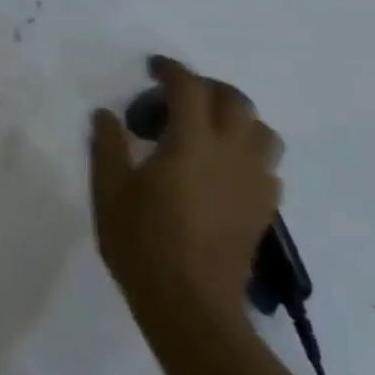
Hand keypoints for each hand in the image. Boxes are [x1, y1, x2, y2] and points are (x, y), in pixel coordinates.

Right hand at [90, 56, 282, 305]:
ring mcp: (254, 181)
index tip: (153, 68)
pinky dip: (248, 153)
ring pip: (261, 129)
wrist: (192, 306)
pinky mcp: (265, 208)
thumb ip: (108, 146)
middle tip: (178, 99)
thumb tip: (106, 114)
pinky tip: (224, 171)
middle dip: (206, 88)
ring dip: (235, 118)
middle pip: (234, 99)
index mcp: (191, 142)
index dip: (171, 70)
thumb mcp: (110, 193)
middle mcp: (231, 152)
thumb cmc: (144, 245)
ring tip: (208, 131)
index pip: (189, 87)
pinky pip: (267, 165)